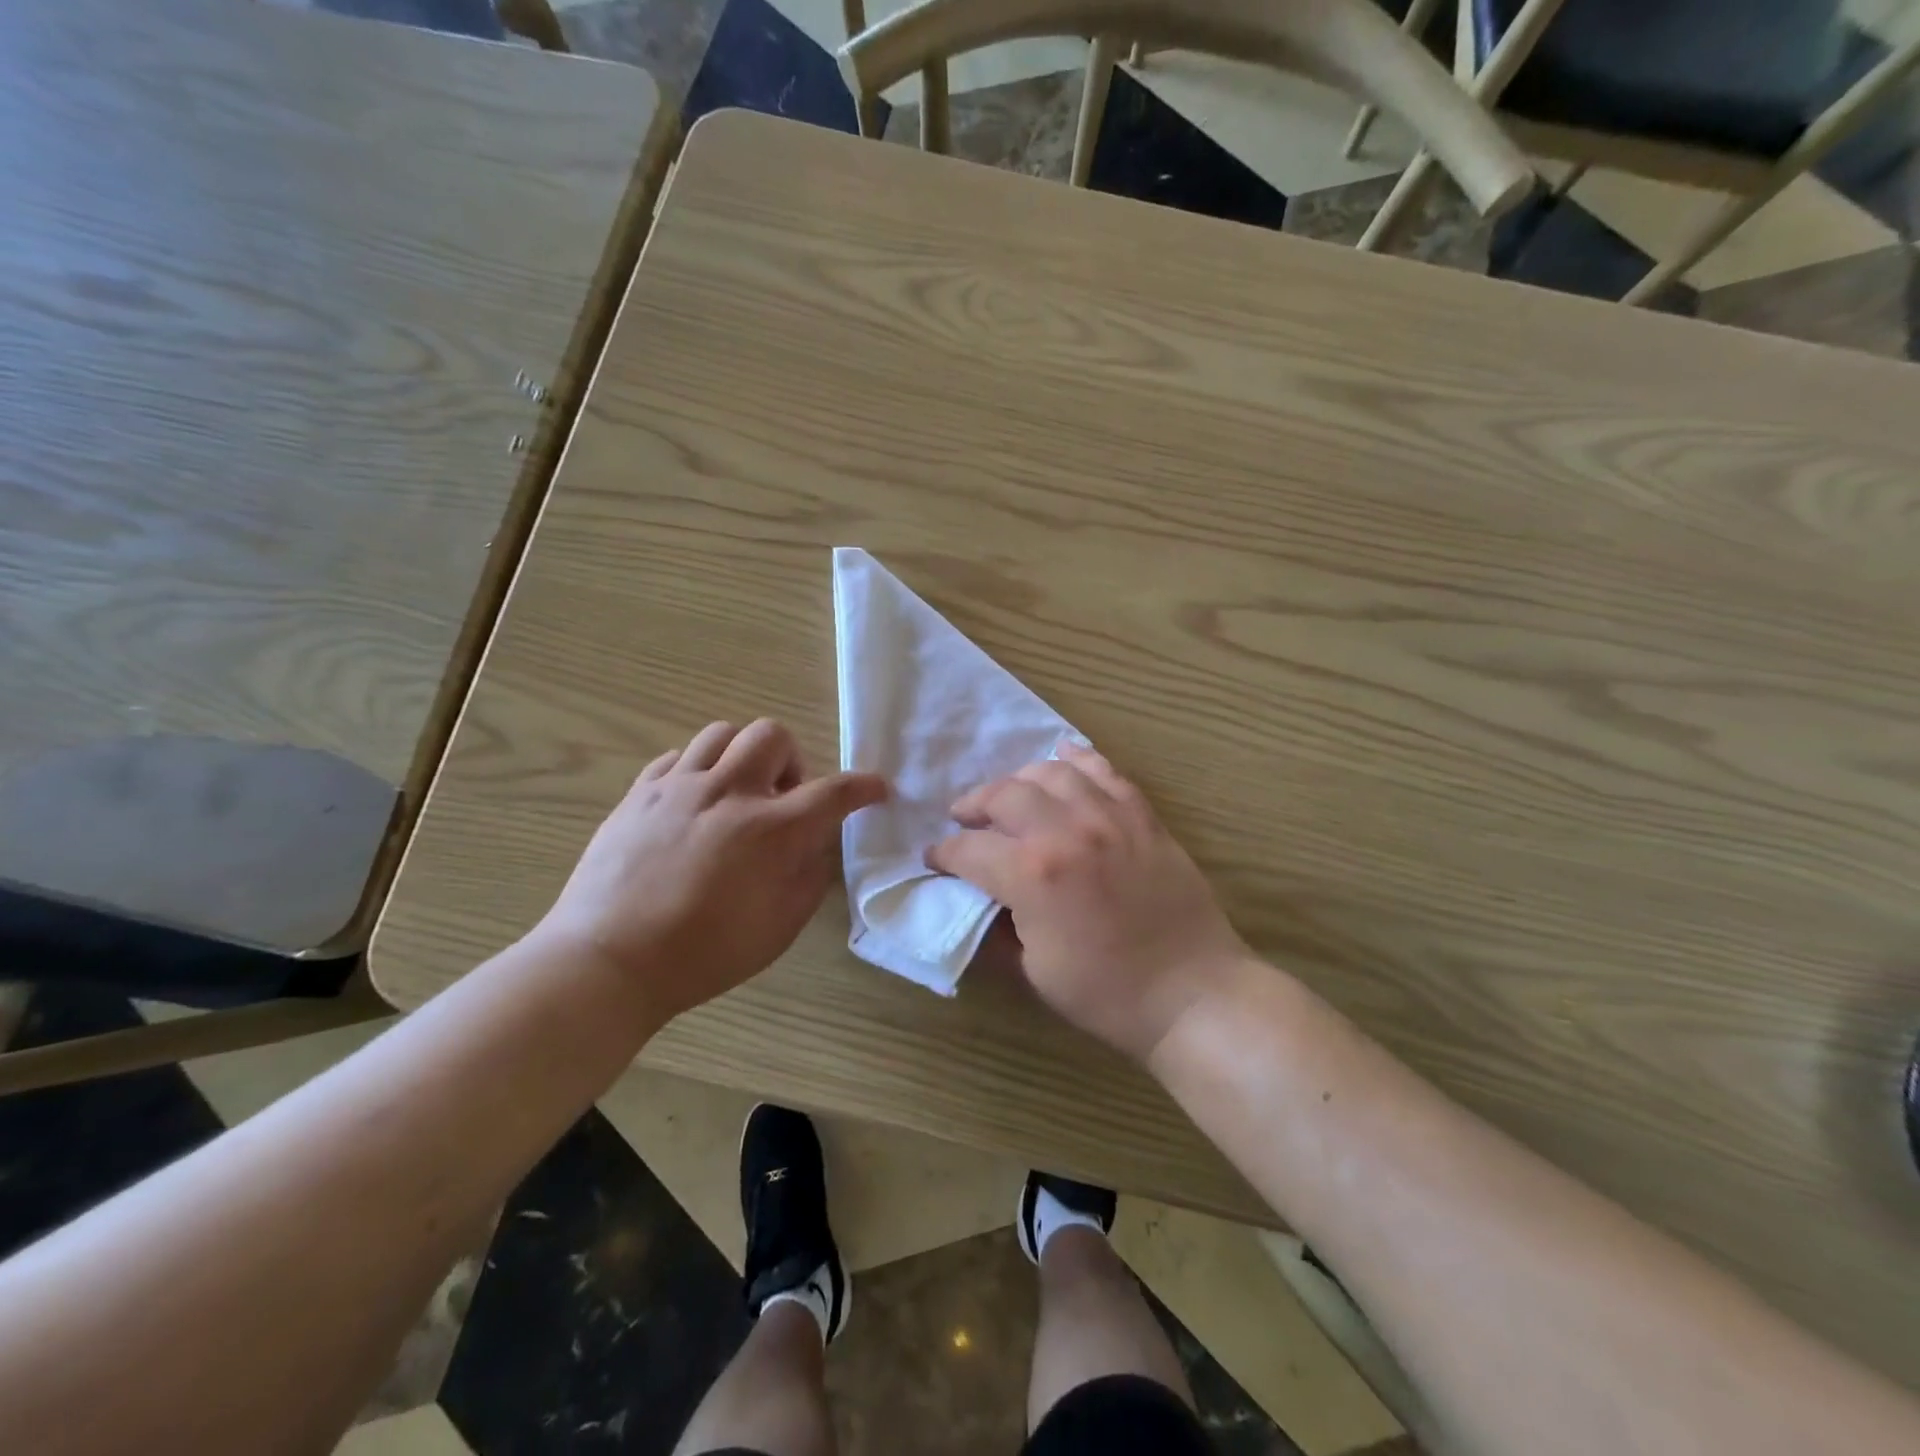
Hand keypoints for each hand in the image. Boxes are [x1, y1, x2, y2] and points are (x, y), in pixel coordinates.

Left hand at [537, 719, 886, 1023]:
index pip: (834, 791)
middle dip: (792, 761)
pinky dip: (699, 769)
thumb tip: (818, 842)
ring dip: (744, 756)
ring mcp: (679, 787)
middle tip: (783, 800)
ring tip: (738, 793)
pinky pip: (678, 756)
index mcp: (772, 830)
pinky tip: (695, 802)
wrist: (608, 961)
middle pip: (773, 736)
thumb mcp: (780, 927)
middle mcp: (729, 793)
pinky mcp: (640, 793)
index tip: (876, 789)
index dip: (863, 786)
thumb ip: (810, 875)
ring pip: (723, 733)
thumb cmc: (704, 954)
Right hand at [926, 743, 1251, 1061]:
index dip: (944, 853)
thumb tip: (976, 902)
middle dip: (974, 805)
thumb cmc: (1107, 994)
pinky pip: (1105, 771)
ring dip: (1019, 780)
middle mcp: (1066, 831)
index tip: (935, 858)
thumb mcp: (1034, 971)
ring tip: (1010, 796)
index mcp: (1032, 875)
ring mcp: (1109, 817)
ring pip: (1050, 773)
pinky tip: (1062, 758)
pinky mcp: (1142, 815)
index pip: (970, 849)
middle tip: (964, 819)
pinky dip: (1078, 760)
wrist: (1192, 992)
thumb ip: (997, 928)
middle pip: (1003, 795)